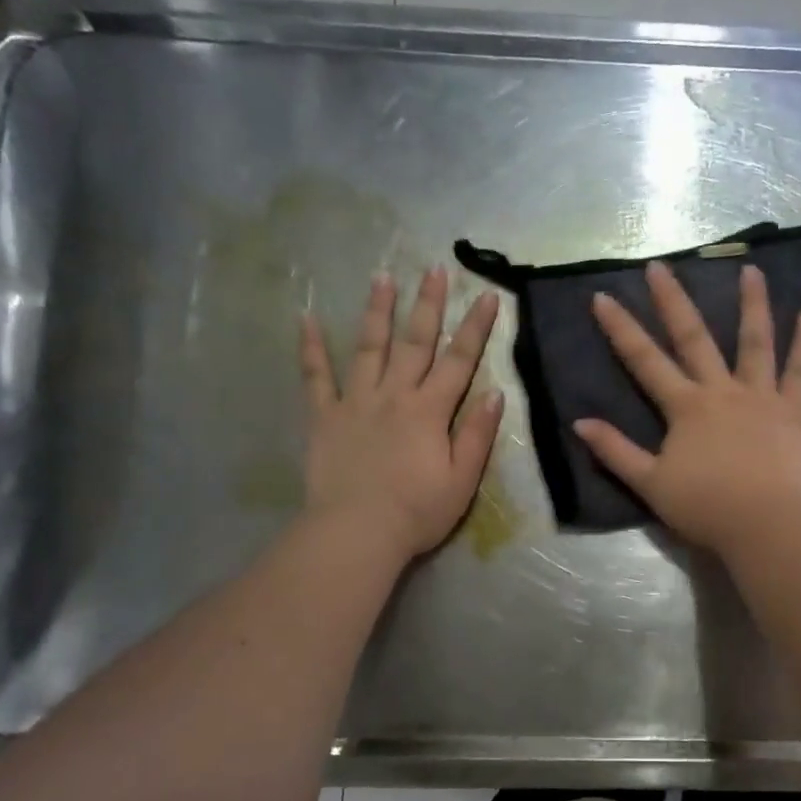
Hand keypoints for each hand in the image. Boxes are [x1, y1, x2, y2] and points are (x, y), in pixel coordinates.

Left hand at [300, 268, 503, 558]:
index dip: (475, 327)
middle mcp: (394, 395)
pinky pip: (316, 377)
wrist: (357, 532)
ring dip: (377, 311)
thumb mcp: (462, 479)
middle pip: (415, 342)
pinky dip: (311, 348)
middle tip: (434, 268)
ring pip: (369, 347)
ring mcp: (355, 402)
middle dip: (428, 304)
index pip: (459, 360)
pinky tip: (306, 319)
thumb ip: (477, 434)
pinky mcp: (324, 417)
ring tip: (382, 276)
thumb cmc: (417, 512)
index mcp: (430, 410)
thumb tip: (494, 393)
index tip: (487, 295)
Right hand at [575, 262, 800, 553]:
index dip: (621, 329)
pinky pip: (800, 372)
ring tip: (751, 269)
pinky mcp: (792, 411)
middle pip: (694, 338)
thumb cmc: (704, 507)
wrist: (762, 524)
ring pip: (755, 342)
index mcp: (685, 407)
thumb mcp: (649, 483)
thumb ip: (615, 451)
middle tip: (660, 266)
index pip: (645, 361)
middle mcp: (721, 390)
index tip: (603, 297)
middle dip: (673, 301)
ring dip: (752, 304)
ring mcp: (760, 397)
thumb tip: (579, 423)